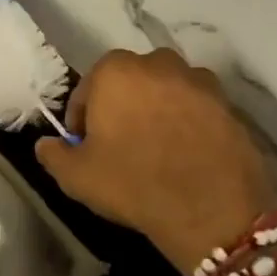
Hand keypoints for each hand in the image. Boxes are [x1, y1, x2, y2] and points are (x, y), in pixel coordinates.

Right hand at [35, 49, 274, 275]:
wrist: (213, 212)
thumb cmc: (133, 183)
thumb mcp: (76, 176)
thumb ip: (53, 154)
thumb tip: (46, 144)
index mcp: (116, 71)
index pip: (88, 89)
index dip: (83, 119)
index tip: (86, 146)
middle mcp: (159, 63)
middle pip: (130, 83)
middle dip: (123, 107)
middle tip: (121, 145)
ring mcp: (199, 82)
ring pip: (166, 92)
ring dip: (158, 111)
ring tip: (157, 149)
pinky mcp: (230, 106)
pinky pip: (198, 110)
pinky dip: (189, 124)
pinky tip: (186, 156)